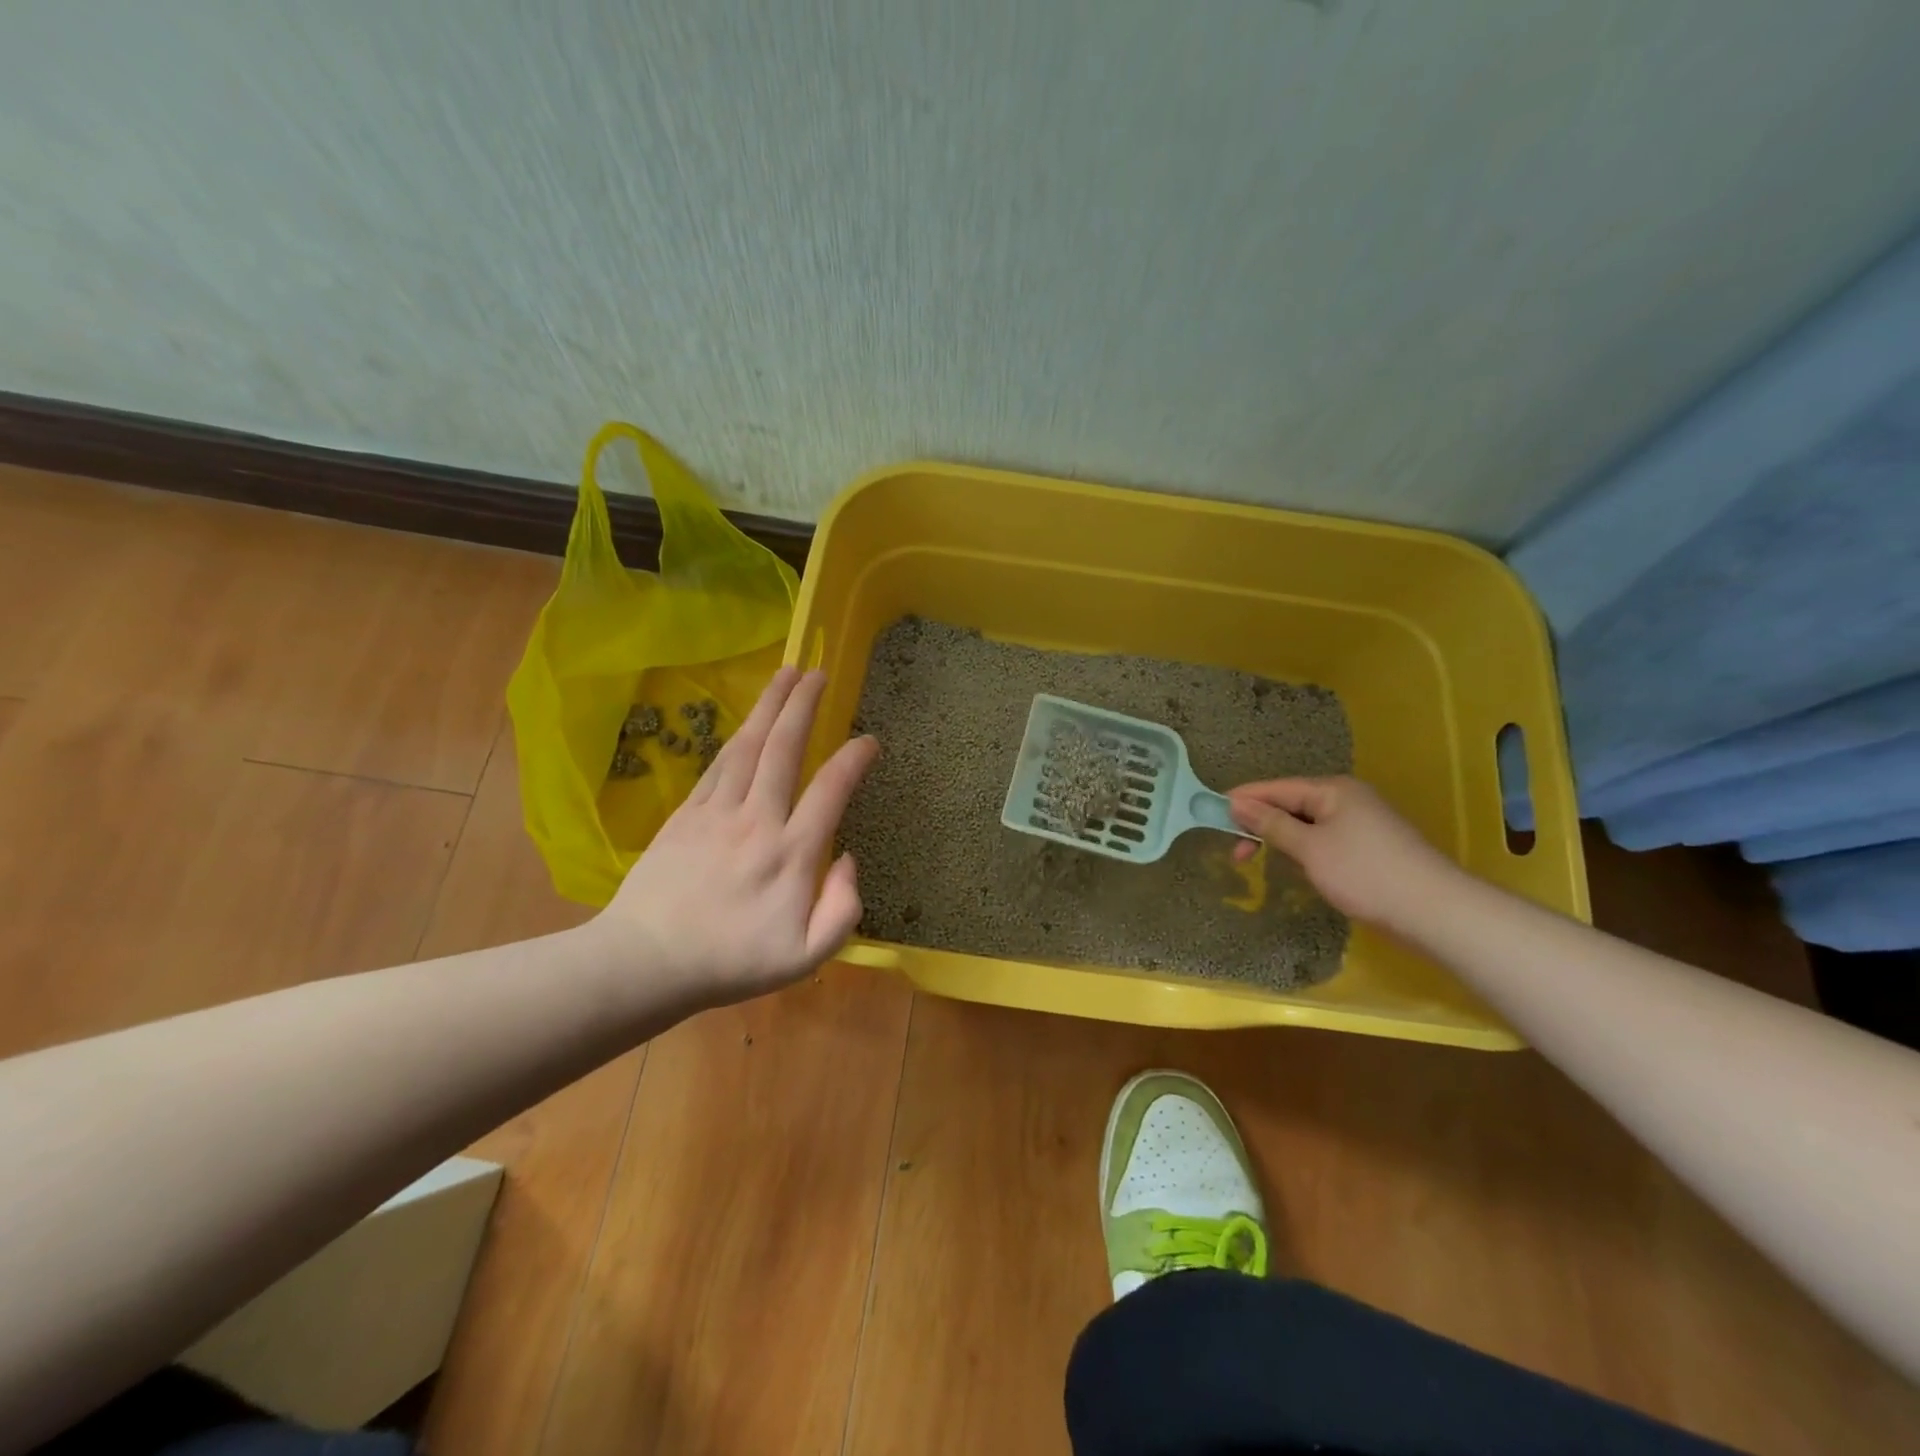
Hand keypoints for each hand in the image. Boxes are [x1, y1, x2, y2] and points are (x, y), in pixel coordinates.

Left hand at [596, 667, 877, 1004]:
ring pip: (749, 747)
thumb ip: (842, 911)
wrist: (648, 961)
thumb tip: (849, 860)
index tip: (869, 740)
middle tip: (820, 672)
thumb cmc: (732, 962)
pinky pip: (718, 765)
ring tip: (787, 674)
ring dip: (770, 706)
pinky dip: (737, 737)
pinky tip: (747, 722)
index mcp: (791, 855)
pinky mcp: (686, 814)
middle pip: (784, 750)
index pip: (830, 791)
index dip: (853, 759)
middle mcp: (757, 821)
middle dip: (804, 706)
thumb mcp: (805, 958)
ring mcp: (717, 813)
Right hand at [1227, 775, 1458, 930]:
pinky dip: (1304, 850)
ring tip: (1259, 860)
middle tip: (1235, 853)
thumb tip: (1238, 803)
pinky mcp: (1370, 848)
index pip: (1278, 787)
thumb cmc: (1364, 873)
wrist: (1433, 911)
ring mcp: (1362, 823)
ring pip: (1307, 824)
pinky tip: (1297, 867)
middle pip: (1292, 804)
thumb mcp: (1309, 848)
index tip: (1212, 811)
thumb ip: (1272, 824)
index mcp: (1333, 790)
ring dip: (1282, 839)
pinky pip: (1324, 840)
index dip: (1245, 799)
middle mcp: (1348, 799)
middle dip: (1261, 824)